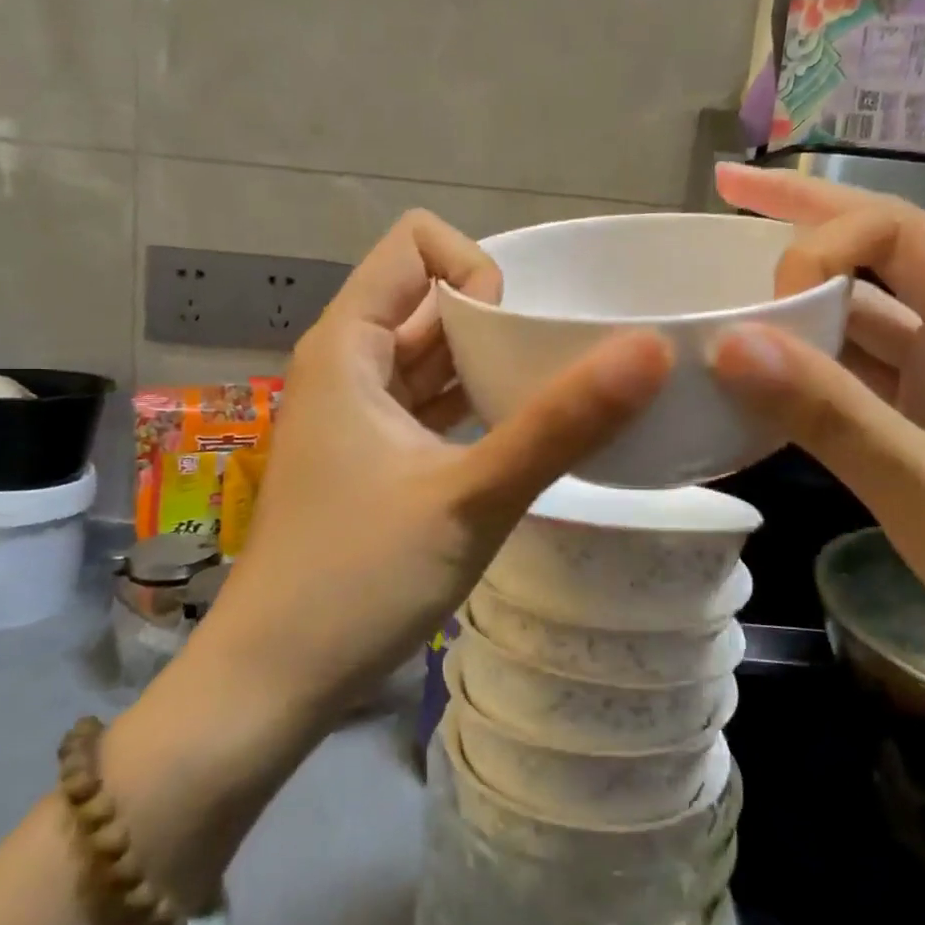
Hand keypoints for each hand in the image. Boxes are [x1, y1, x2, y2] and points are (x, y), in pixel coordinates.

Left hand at [211, 210, 671, 715]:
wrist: (272, 681)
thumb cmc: (358, 580)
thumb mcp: (471, 498)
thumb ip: (560, 424)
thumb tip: (651, 350)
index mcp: (349, 344)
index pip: (418, 244)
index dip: (477, 270)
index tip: (519, 337)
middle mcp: (349, 363)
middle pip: (433, 299)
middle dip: (501, 321)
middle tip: (565, 369)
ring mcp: (359, 414)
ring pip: (435, 356)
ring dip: (493, 367)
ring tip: (558, 400)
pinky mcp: (374, 458)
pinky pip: (432, 405)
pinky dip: (476, 407)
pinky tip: (523, 438)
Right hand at [706, 164, 924, 688]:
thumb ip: (830, 415)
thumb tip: (729, 344)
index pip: (899, 233)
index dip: (821, 242)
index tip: (761, 300)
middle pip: (883, 251)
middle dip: (804, 219)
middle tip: (727, 189)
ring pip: (866, 312)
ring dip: (801, 294)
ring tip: (729, 272)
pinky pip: (860, 371)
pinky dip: (810, 362)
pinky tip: (762, 364)